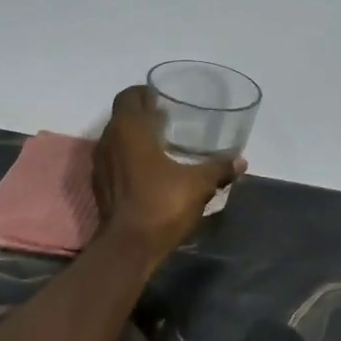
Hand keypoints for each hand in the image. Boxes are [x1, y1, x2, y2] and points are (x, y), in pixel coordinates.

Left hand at [94, 84, 243, 261]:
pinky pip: (114, 160)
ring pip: (116, 139)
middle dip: (142, 114)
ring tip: (161, 143)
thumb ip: (218, 168)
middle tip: (168, 119)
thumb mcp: (198, 184)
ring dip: (135, 137)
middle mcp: (109, 141)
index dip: (144, 93)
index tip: (163, 99)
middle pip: (122, 116)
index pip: (128, 96)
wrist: (129, 247)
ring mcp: (100, 165)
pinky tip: (150, 170)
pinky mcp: (100, 186)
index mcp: (128, 130)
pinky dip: (129, 158)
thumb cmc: (161, 204)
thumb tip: (241, 161)